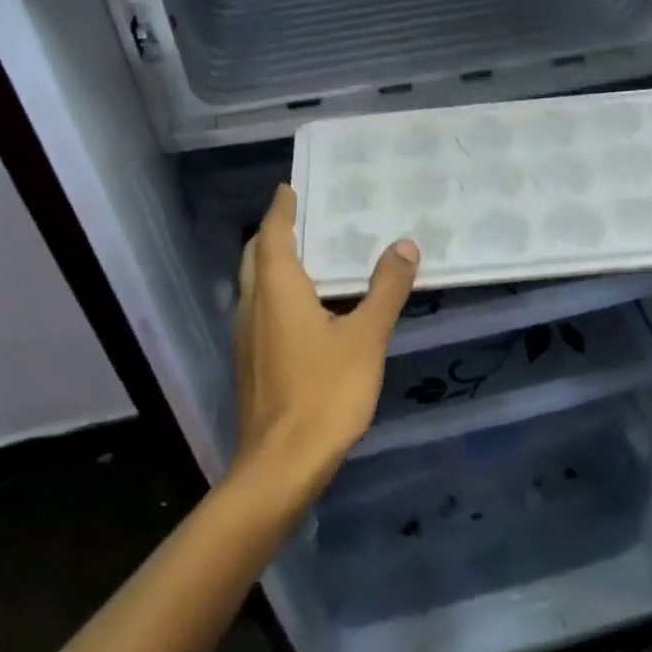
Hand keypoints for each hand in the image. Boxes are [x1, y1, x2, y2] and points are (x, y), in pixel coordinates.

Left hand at [232, 185, 419, 502]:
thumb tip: (404, 246)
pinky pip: (260, 312)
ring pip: (253, 286)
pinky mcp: (250, 363)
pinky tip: (305, 310)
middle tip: (301, 218)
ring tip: (308, 257)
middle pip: (255, 258)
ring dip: (272, 265)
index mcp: (277, 290)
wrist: (282, 463)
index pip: (272, 235)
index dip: (281, 210)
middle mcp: (253, 306)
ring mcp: (246, 338)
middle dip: (272, 234)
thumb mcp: (367, 336)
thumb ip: (386, 289)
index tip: (288, 188)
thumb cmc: (326, 391)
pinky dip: (276, 295)